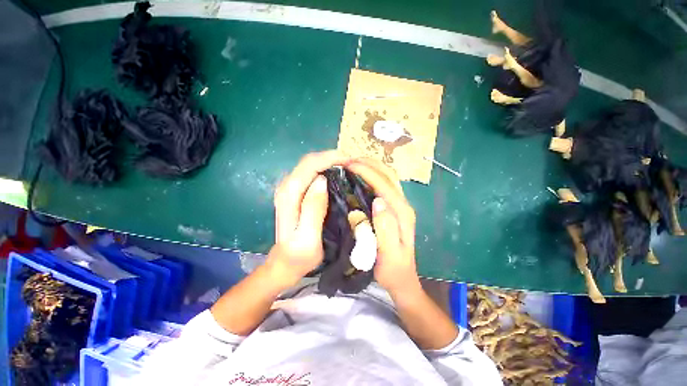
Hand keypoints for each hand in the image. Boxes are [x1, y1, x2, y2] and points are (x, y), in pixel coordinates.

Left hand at [268, 151, 350, 286]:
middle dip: (331, 157)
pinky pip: (311, 173)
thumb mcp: (308, 236)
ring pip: (310, 165)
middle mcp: (286, 187)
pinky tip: (337, 174)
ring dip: (329, 161)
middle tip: (353, 162)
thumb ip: (313, 208)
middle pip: (309, 161)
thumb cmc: (299, 255)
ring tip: (348, 165)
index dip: (330, 158)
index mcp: (289, 195)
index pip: (310, 165)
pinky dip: (325, 169)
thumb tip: (322, 180)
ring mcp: (290, 189)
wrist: (285, 263)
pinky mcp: (295, 193)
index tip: (351, 160)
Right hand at [347, 159, 419, 295]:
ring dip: (372, 167)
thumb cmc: (393, 269)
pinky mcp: (394, 209)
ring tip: (354, 163)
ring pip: (388, 178)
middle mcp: (403, 205)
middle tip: (349, 160)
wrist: (402, 279)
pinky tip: (361, 177)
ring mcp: (399, 206)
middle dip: (370, 164)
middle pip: (389, 176)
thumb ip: (386, 227)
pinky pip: (384, 186)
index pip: (384, 185)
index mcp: (402, 213)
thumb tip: (378, 201)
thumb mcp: (389, 253)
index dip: (367, 172)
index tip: (349, 165)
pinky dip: (373, 176)